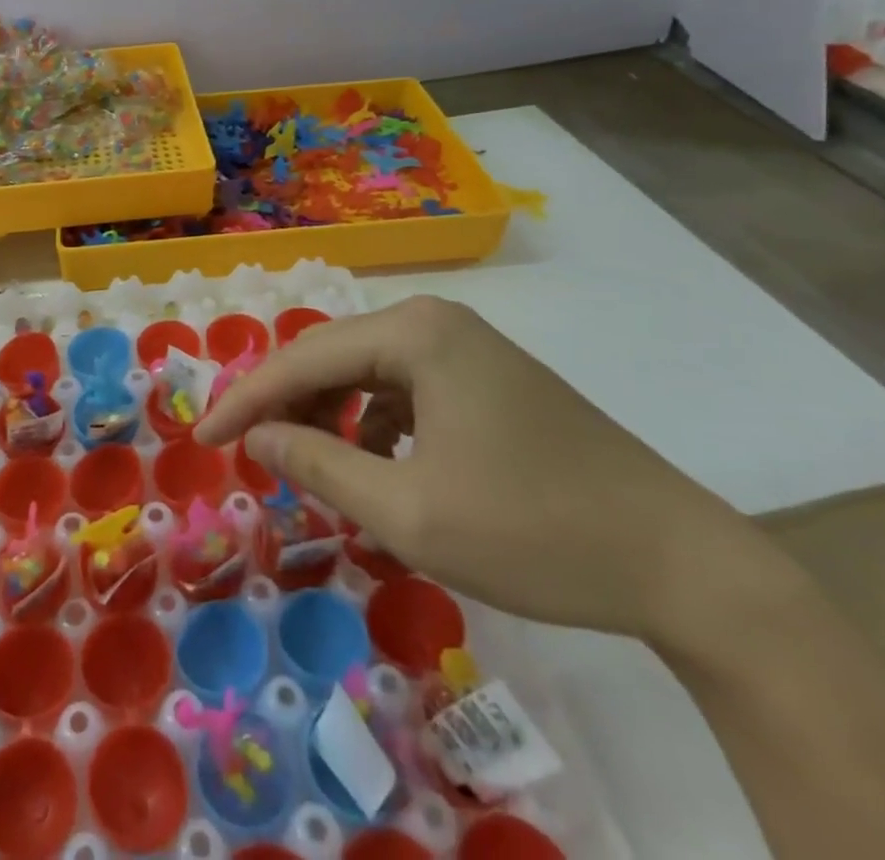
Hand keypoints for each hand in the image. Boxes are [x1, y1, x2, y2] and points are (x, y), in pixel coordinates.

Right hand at [196, 296, 776, 645]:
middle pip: (333, 357)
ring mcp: (468, 347)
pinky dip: (375, 425)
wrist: (682, 562)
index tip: (203, 440)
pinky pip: (406, 390)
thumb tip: (257, 438)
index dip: (246, 401)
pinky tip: (377, 468)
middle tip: (248, 454)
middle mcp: (435, 322)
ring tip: (310, 468)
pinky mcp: (489, 378)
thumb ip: (319, 466)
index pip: (302, 359)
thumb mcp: (407, 512)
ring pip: (368, 373)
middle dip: (286, 406)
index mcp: (414, 333)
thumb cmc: (533, 532)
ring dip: (330, 417)